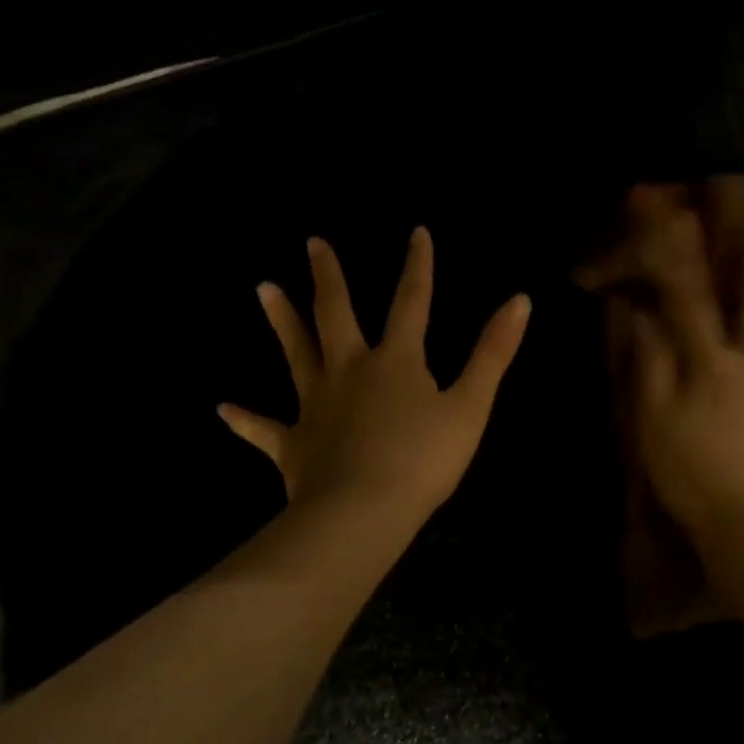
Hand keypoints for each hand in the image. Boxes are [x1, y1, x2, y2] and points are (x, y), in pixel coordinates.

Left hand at [218, 228, 529, 523]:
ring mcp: (316, 406)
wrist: (364, 511)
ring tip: (263, 288)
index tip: (416, 232)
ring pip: (296, 355)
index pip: (411, 303)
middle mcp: (350, 371)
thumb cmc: (424, 459)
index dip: (418, 267)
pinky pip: (265, 429)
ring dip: (282, 322)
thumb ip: (493, 353)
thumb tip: (520, 299)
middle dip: (329, 278)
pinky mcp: (294, 444)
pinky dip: (246, 421)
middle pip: (336, 315)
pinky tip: (223, 410)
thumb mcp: (471, 405)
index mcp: (396, 362)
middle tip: (313, 244)